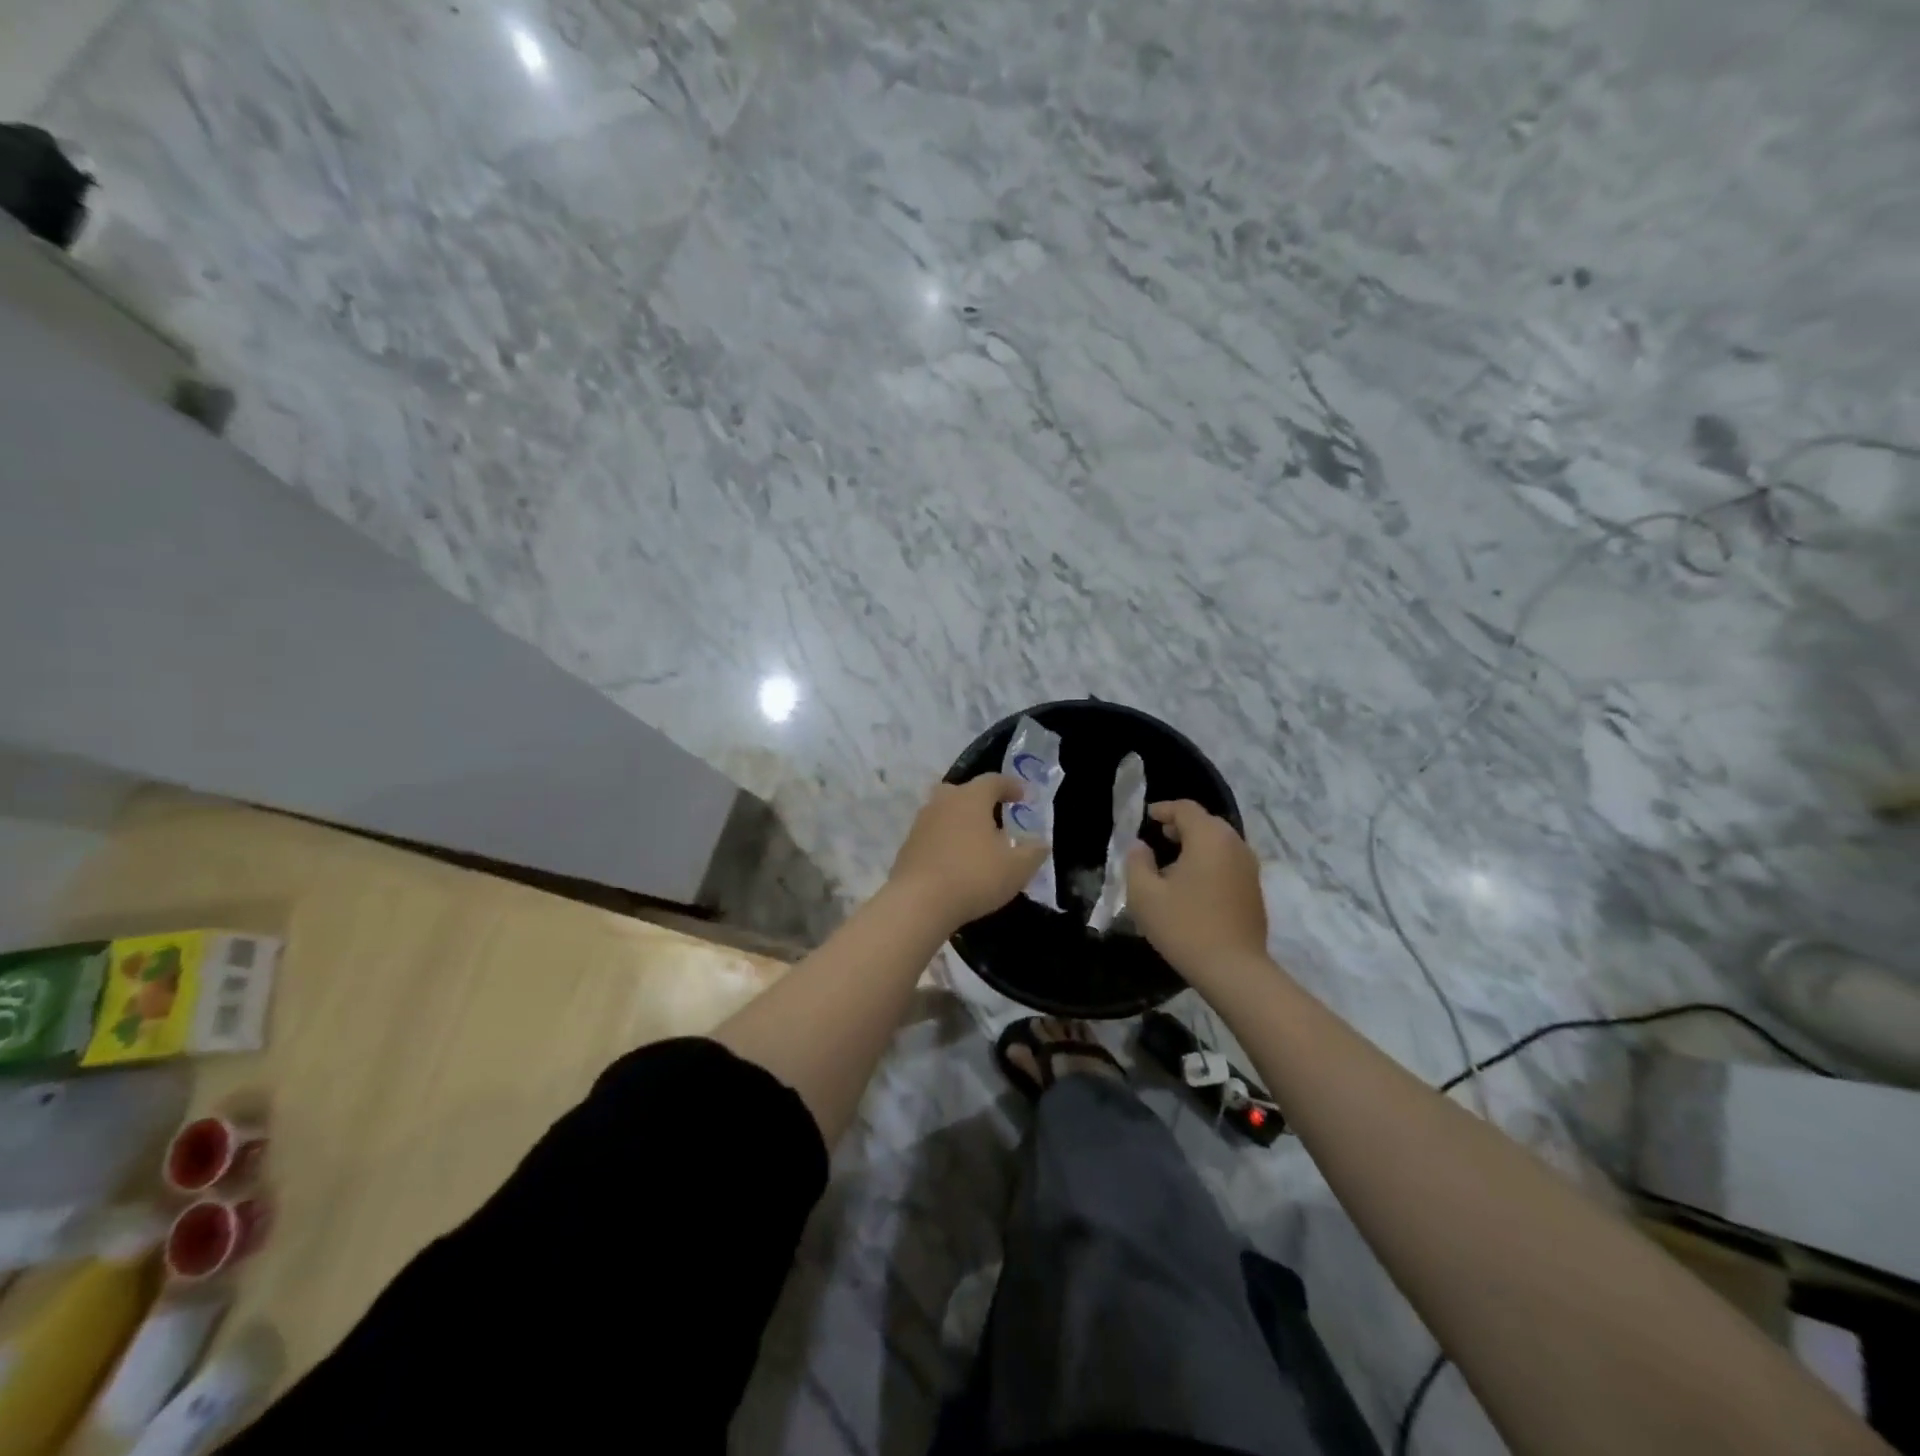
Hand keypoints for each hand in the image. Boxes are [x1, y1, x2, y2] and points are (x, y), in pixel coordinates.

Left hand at [887, 774, 1048, 931]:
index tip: (1024, 797)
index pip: (994, 781)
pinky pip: (933, 835)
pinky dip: (946, 841)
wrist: (918, 903)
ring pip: (945, 813)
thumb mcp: (1017, 868)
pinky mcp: (908, 846)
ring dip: (961, 822)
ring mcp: (921, 823)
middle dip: (981, 800)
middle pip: (963, 792)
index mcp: (971, 798)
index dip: (1011, 786)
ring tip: (977, 842)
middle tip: (996, 816)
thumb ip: (1034, 852)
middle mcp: (943, 802)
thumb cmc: (974, 877)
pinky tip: (956, 861)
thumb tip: (1041, 843)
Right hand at [1125, 800, 1268, 979]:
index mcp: (1209, 838)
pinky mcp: (1255, 889)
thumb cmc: (1184, 926)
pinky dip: (1210, 862)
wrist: (1233, 970)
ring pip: (1220, 843)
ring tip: (1172, 864)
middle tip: (1158, 838)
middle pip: (1206, 823)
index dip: (1163, 809)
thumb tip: (1140, 847)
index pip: (1185, 809)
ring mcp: (1249, 868)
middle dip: (1181, 826)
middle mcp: (1235, 844)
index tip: (1146, 818)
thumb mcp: (1145, 894)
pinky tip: (1193, 886)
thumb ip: (1137, 862)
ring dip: (1196, 845)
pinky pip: (1229, 862)